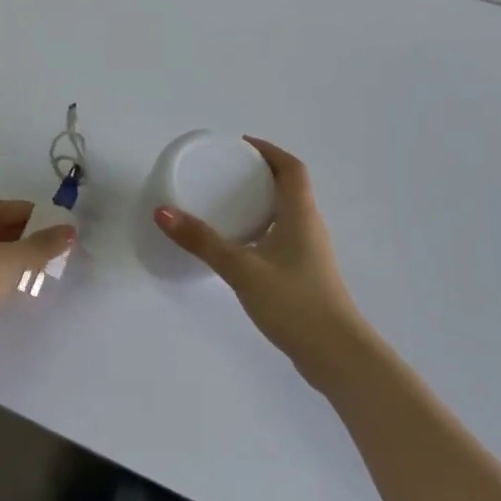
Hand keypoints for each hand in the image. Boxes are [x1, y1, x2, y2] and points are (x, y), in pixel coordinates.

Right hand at [154, 138, 368, 393]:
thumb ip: (202, 241)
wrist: (337, 356)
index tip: (240, 145)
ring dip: (261, 202)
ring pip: (286, 214)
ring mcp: (311, 253)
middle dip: (260, 174)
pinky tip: (239, 245)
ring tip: (226, 204)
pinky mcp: (306, 276)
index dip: (269, 151)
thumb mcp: (242, 268)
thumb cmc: (294, 302)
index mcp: (301, 214)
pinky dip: (261, 229)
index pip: (291, 168)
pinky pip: (282, 237)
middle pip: (290, 188)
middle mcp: (310, 227)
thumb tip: (162, 212)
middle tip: (225, 172)